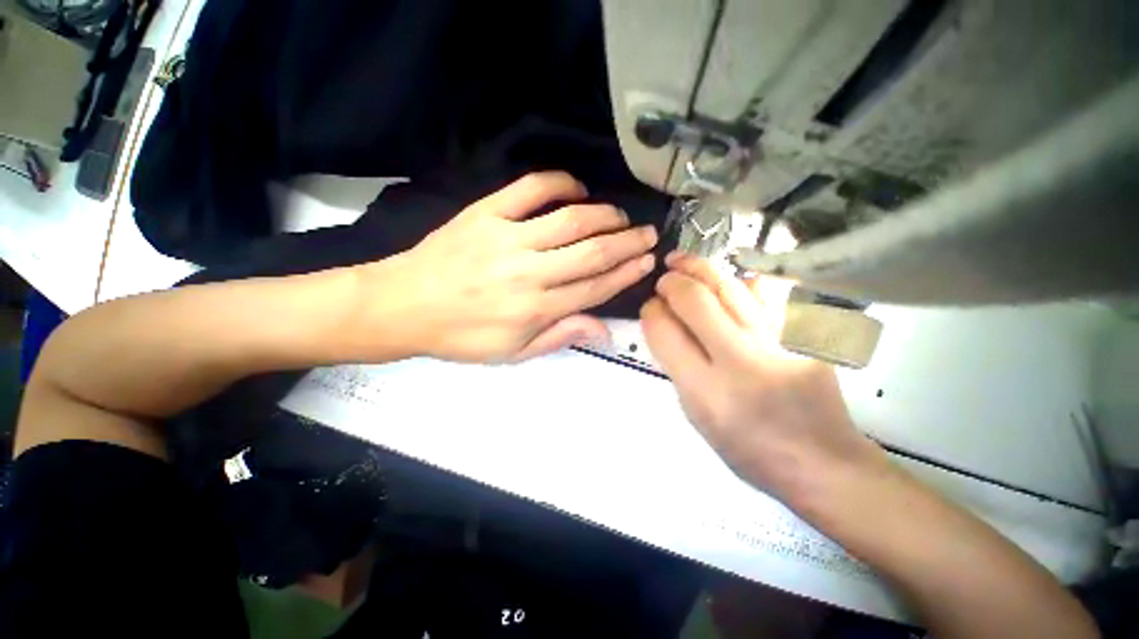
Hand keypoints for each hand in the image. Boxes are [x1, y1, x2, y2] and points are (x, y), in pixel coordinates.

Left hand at [362, 172, 657, 362]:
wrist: (404, 305)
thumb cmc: (462, 336)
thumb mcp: (513, 352)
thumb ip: (560, 336)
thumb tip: (604, 329)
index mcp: (535, 309)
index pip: (594, 287)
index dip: (625, 273)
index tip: (647, 261)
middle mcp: (528, 272)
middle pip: (591, 252)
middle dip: (627, 242)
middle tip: (647, 234)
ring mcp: (507, 237)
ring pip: (569, 220)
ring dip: (603, 215)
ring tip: (619, 216)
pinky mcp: (486, 213)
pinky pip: (530, 189)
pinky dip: (559, 183)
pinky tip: (577, 189)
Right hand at [640, 253, 883, 502]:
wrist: (821, 463)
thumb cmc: (748, 449)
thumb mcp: (696, 417)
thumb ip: (677, 367)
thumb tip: (665, 325)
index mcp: (705, 391)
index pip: (665, 332)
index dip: (651, 312)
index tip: (650, 307)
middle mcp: (740, 362)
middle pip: (696, 301)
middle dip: (672, 282)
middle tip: (664, 279)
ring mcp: (778, 344)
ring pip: (730, 287)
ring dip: (699, 268)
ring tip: (682, 261)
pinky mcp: (804, 336)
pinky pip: (767, 294)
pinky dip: (741, 281)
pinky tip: (728, 279)